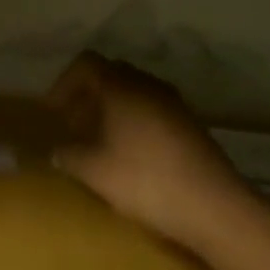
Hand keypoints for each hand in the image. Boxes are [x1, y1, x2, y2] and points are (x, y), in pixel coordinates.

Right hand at [45, 52, 255, 250]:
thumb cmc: (146, 180)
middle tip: (74, 123)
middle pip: (110, 74)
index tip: (54, 111)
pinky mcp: (190, 124)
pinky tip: (132, 153)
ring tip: (101, 140)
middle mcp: (146, 84)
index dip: (65, 83)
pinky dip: (135, 121)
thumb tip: (56, 150)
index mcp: (120, 86)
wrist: (215, 206)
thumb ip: (69, 156)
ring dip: (113, 109)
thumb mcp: (95, 171)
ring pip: (133, 92)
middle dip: (88, 95)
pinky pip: (152, 109)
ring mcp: (173, 102)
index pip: (86, 63)